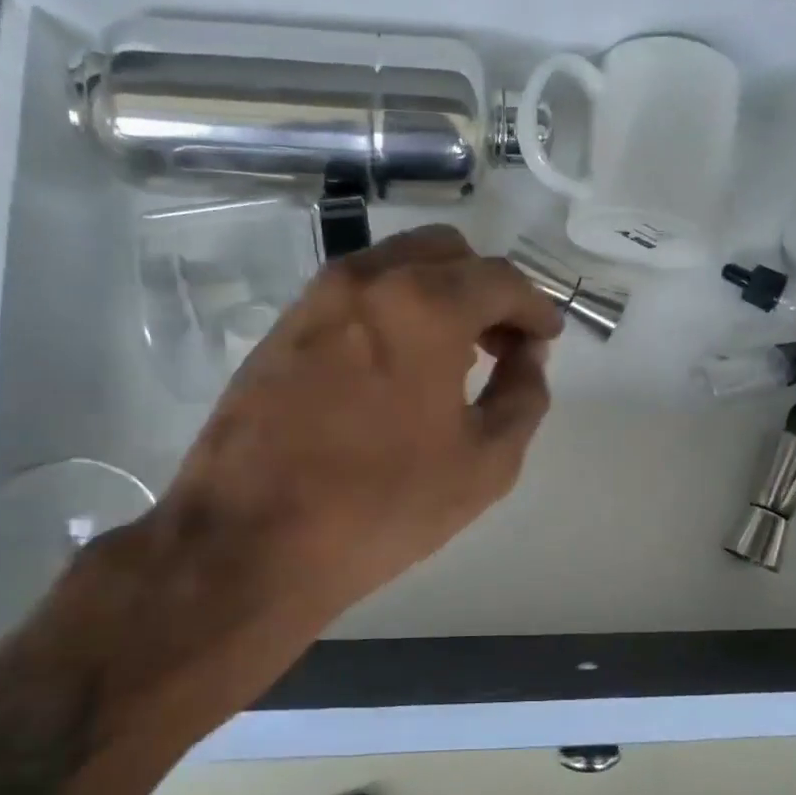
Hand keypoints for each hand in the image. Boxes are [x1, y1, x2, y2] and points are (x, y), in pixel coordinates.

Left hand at [100, 226, 562, 714]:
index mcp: (424, 305)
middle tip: (504, 343)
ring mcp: (316, 299)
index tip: (548, 338)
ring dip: (439, 294)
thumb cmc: (380, 505)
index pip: (500, 280)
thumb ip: (524, 397)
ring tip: (457, 355)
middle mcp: (368, 280)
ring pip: (397, 265)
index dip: (535, 307)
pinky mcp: (283, 327)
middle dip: (487, 289)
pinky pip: (357, 294)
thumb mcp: (485, 463)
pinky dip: (394, 309)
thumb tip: (528, 358)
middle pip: (447, 253)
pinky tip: (400, 365)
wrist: (248, 541)